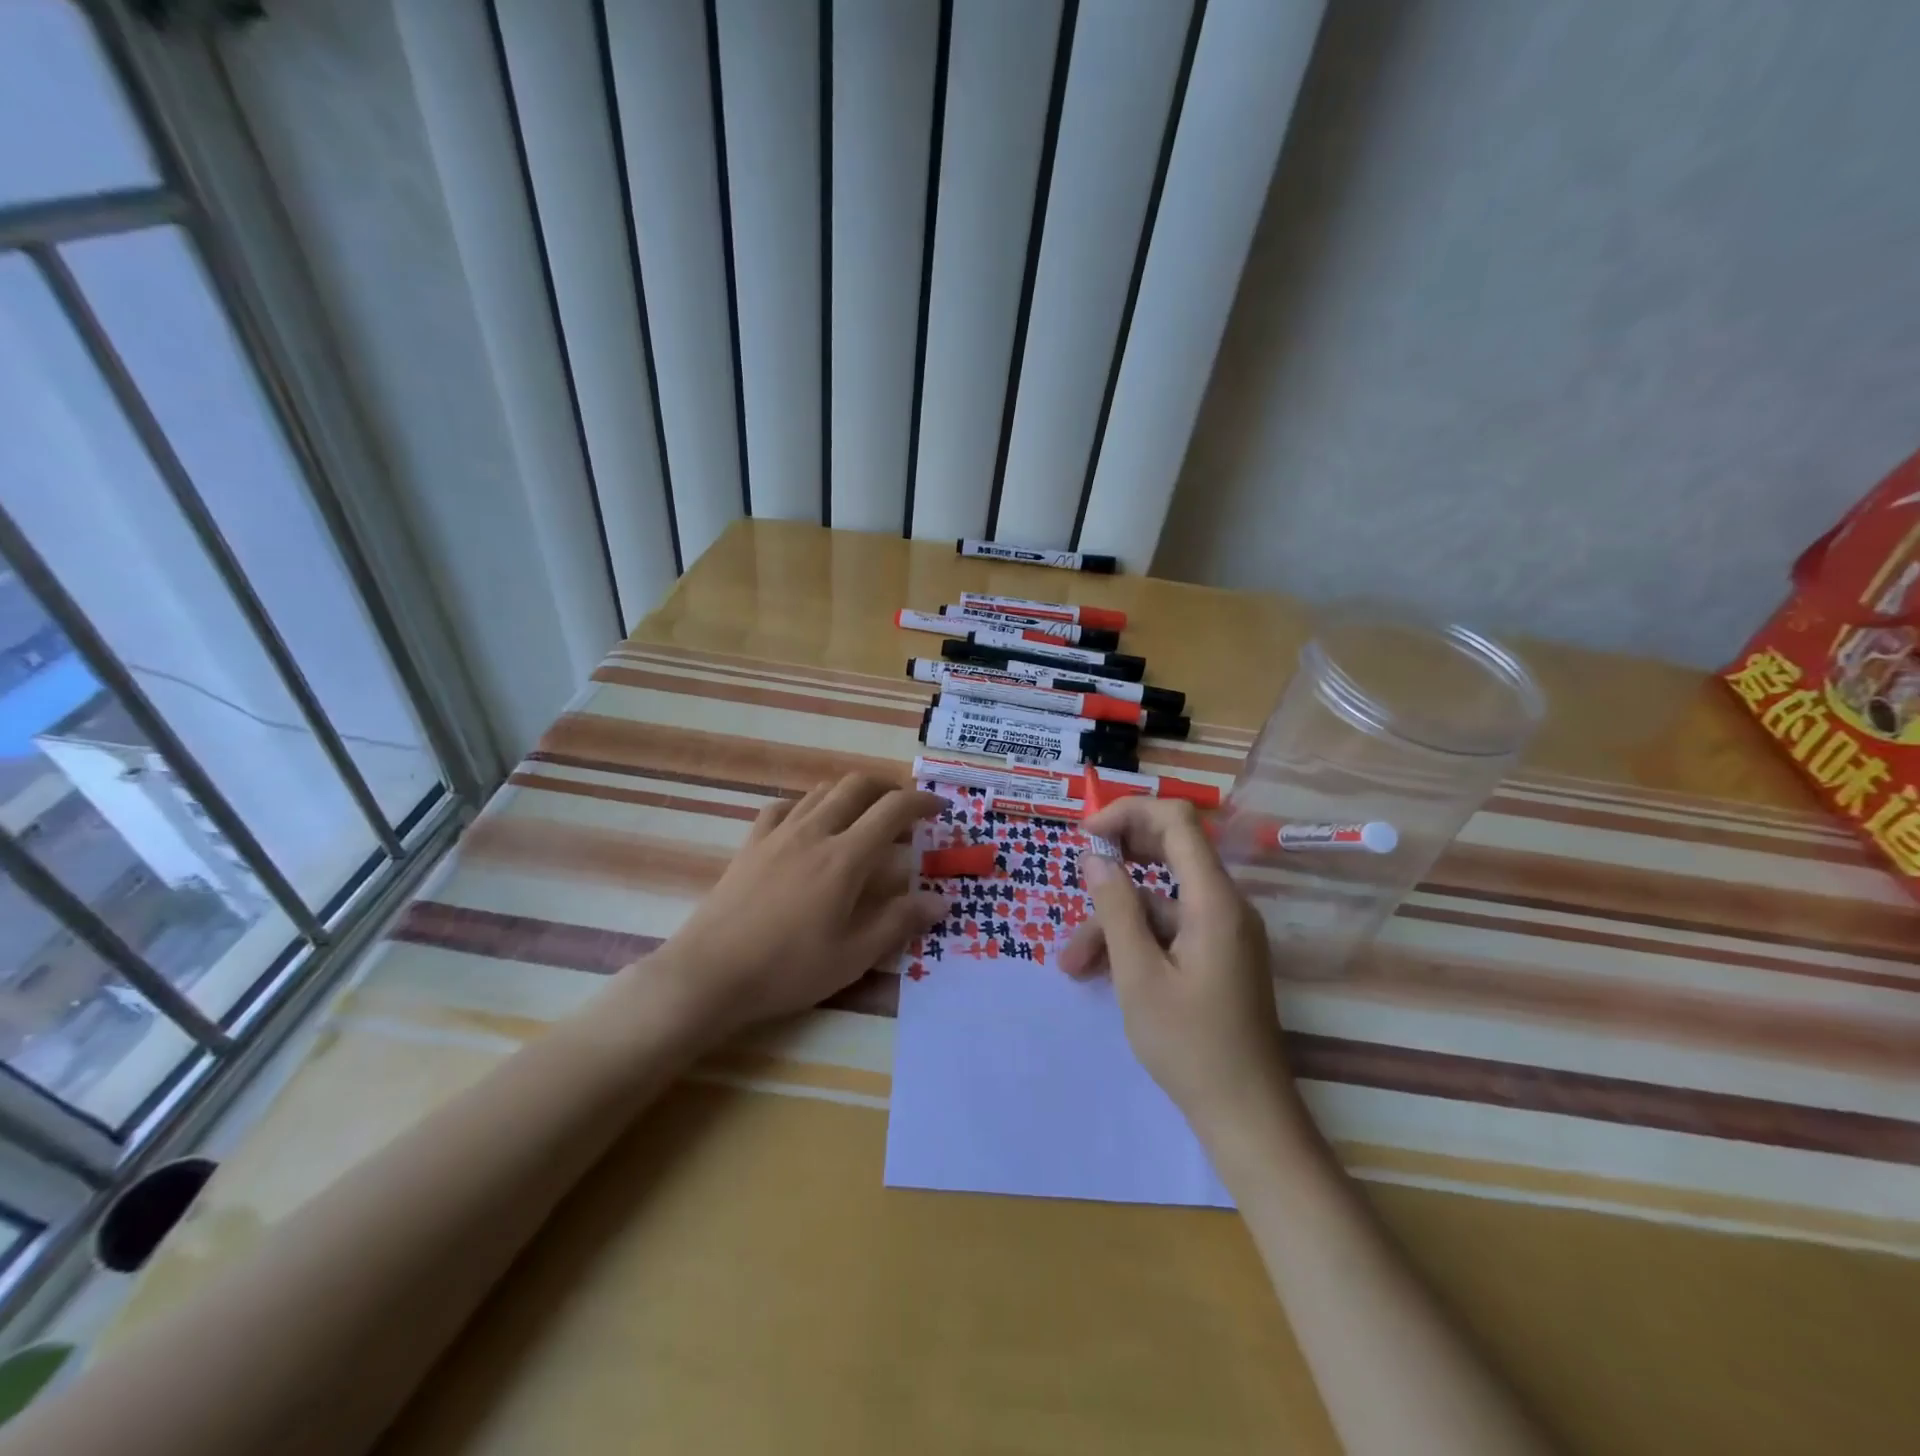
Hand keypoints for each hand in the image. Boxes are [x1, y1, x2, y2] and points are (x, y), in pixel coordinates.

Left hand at [643, 775, 948, 1038]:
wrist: (711, 974)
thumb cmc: (788, 969)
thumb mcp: (853, 956)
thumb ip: (899, 922)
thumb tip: (941, 901)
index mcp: (845, 858)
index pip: (893, 810)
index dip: (921, 801)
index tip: (939, 808)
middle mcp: (814, 833)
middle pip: (857, 786)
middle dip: (888, 787)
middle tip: (904, 809)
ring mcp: (778, 835)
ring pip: (821, 791)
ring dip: (850, 792)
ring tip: (863, 815)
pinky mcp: (751, 845)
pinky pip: (784, 807)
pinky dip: (808, 805)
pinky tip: (809, 823)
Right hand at [1059, 797, 1296, 1141]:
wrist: (1247, 1116)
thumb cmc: (1190, 1045)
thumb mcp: (1138, 975)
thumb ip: (1116, 908)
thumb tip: (1095, 855)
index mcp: (1214, 900)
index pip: (1176, 821)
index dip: (1128, 813)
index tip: (1085, 836)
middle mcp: (1225, 905)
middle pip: (1169, 852)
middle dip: (1115, 864)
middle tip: (1074, 879)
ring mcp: (1222, 932)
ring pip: (1160, 902)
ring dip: (1114, 921)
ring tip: (1071, 964)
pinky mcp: (1217, 956)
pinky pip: (1170, 931)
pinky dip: (1134, 942)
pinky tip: (1098, 972)